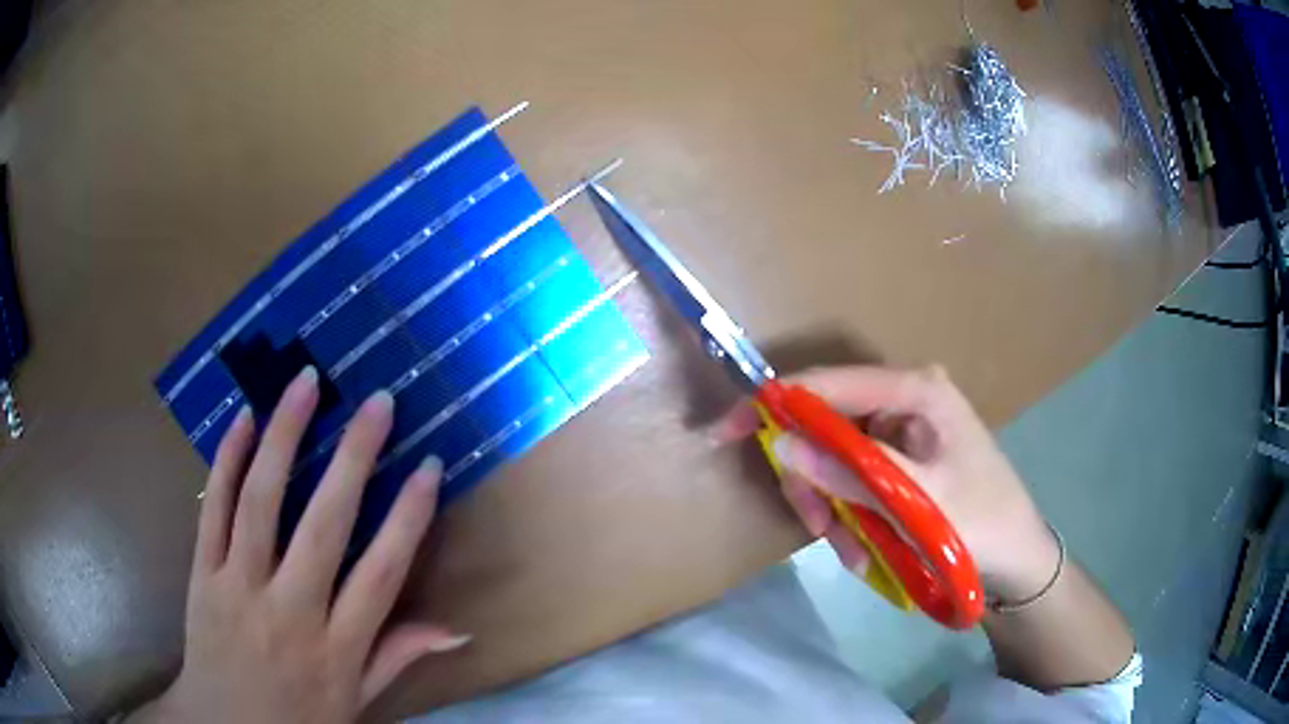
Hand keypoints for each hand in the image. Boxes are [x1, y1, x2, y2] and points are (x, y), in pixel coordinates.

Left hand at [142, 367, 467, 723]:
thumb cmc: (298, 719)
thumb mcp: (357, 701)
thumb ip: (398, 657)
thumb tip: (457, 629)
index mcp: (336, 648)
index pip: (381, 574)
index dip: (408, 518)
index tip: (429, 466)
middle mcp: (290, 611)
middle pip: (323, 526)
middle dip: (353, 458)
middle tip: (377, 402)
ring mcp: (238, 587)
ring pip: (260, 503)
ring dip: (283, 438)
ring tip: (304, 386)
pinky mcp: (201, 574)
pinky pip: (212, 511)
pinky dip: (226, 461)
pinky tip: (243, 420)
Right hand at [721, 365, 1058, 602]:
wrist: (1016, 562)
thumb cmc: (982, 524)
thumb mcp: (917, 502)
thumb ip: (850, 472)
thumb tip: (780, 443)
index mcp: (917, 390)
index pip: (830, 384)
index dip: (776, 404)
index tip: (726, 431)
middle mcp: (905, 401)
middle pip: (828, 426)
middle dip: (815, 481)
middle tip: (817, 528)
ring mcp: (902, 433)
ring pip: (836, 461)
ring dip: (832, 509)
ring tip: (851, 553)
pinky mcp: (901, 462)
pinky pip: (854, 482)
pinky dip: (849, 516)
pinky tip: (864, 550)